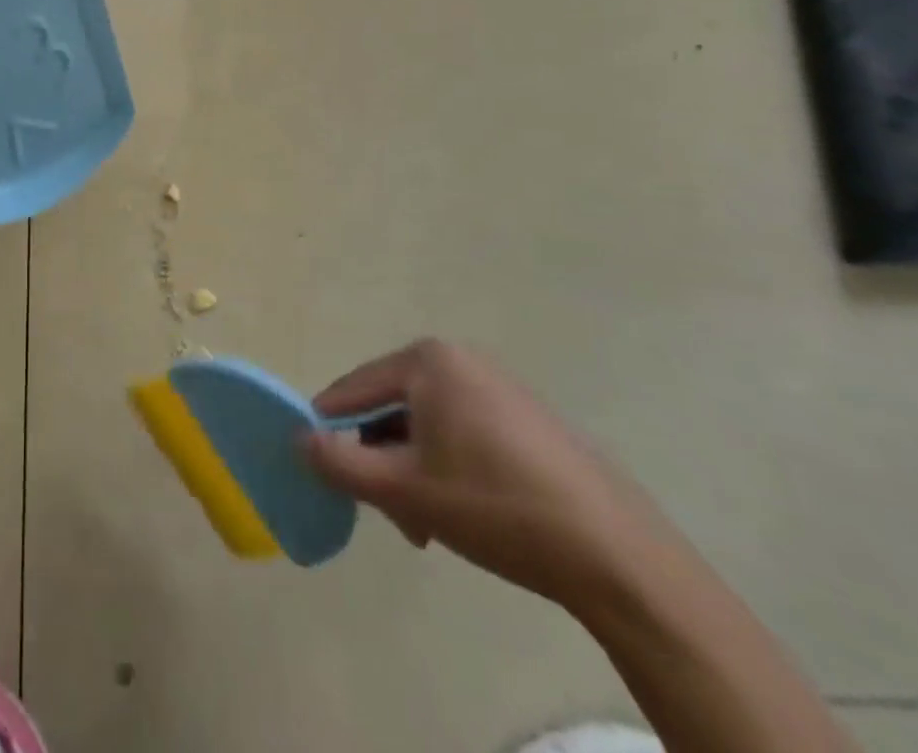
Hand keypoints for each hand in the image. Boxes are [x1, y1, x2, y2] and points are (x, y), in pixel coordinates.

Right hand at [305, 339, 673, 611]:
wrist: (619, 556)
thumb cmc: (496, 507)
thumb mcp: (405, 489)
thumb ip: (340, 463)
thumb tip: (298, 440)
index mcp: (427, 360)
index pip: (353, 388)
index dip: (329, 428)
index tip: (320, 469)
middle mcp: (461, 360)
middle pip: (392, 407)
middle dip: (381, 460)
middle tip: (389, 513)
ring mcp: (499, 386)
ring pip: (427, 425)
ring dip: (413, 470)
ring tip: (426, 525)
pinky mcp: (528, 418)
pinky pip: (463, 432)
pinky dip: (448, 467)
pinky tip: (464, 512)